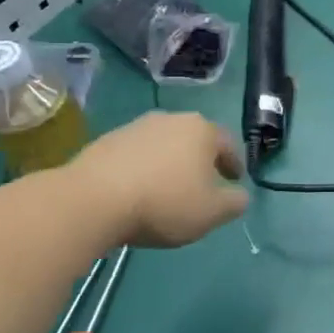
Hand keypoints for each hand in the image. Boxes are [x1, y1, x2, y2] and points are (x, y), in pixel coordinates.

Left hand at [74, 112, 247, 248]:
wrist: (93, 199)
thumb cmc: (164, 202)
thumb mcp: (212, 212)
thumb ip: (234, 203)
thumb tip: (240, 195)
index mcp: (202, 130)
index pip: (228, 144)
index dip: (235, 164)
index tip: (235, 181)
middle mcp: (171, 119)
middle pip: (195, 140)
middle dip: (201, 160)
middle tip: (203, 184)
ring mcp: (136, 127)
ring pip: (164, 145)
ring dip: (170, 163)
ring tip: (167, 189)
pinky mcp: (107, 140)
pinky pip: (136, 154)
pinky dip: (143, 168)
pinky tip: (138, 190)